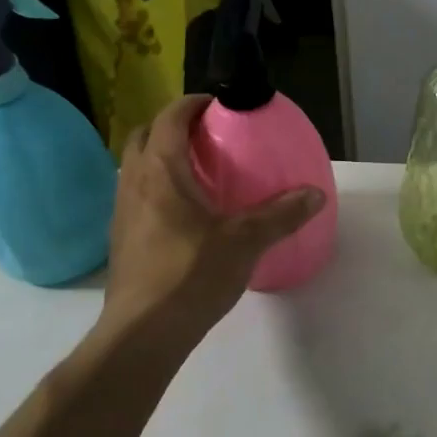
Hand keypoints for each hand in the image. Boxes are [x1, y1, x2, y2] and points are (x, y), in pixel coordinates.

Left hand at [98, 95, 323, 341]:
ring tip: (200, 172)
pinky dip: (158, 188)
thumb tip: (315, 194)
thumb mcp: (245, 241)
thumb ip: (280, 215)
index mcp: (160, 170)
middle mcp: (133, 182)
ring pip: (137, 167)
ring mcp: (121, 211)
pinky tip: (187, 214)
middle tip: (210, 137)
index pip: (171, 117)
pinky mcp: (121, 239)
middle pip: (146, 135)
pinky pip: (138, 195)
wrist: (143, 332)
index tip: (220, 105)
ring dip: (163, 158)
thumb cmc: (190, 274)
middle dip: (174, 127)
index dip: (193, 103)